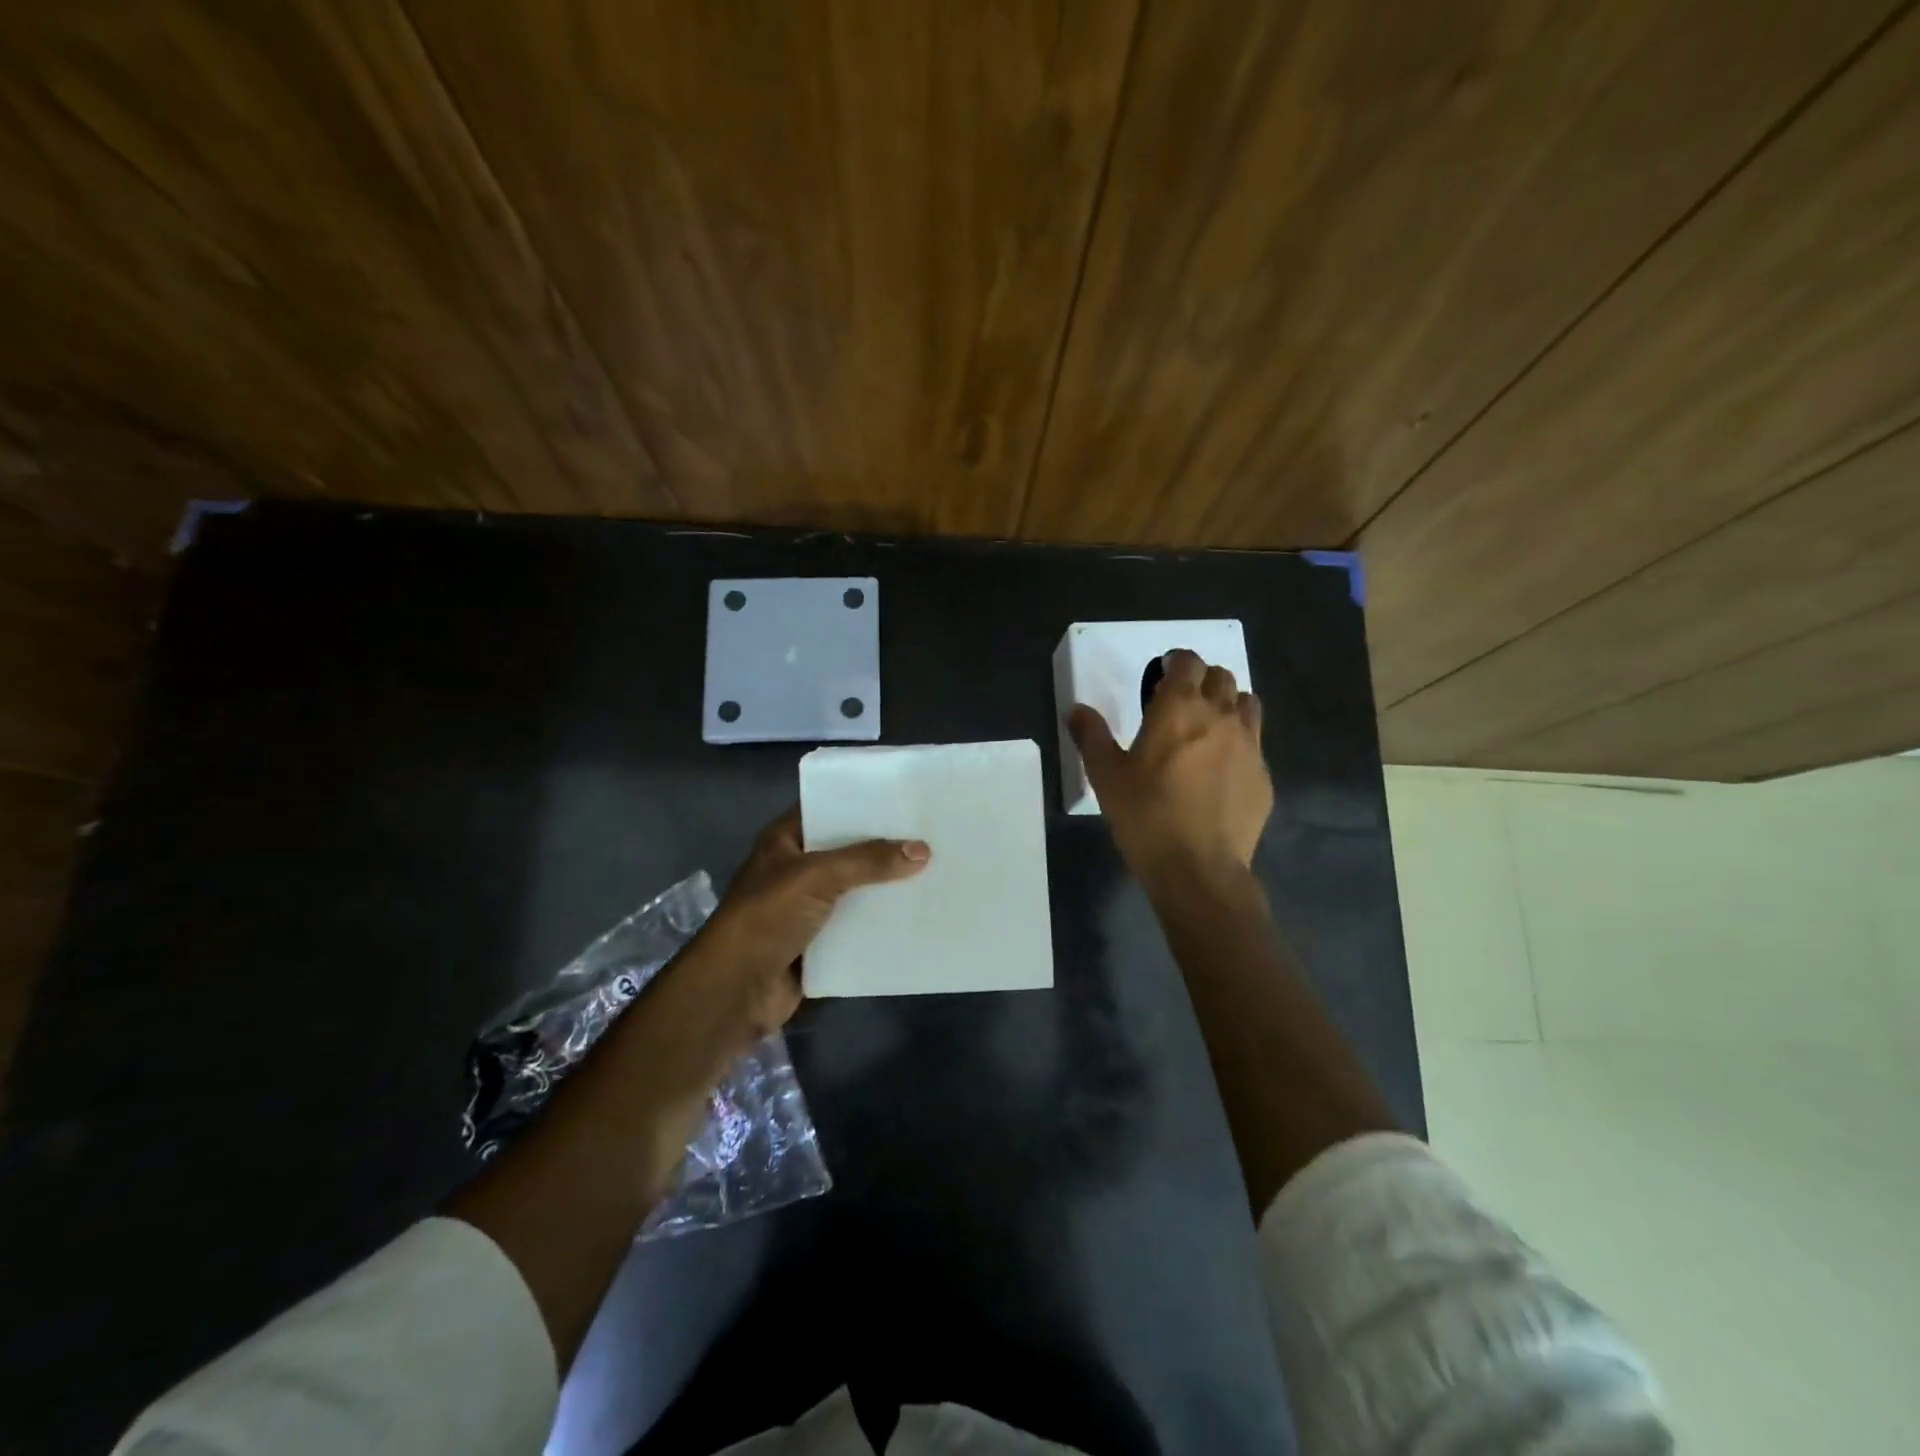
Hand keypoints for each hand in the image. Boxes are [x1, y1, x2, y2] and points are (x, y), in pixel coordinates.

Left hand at [690, 806, 930, 1038]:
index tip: (904, 797)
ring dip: (885, 887)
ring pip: (855, 890)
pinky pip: (856, 926)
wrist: (736, 989)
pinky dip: (880, 924)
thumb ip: (868, 860)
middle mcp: (796, 869)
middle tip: (931, 834)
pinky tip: (916, 915)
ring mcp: (807, 907)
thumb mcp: (817, 876)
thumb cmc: (768, 916)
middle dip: (883, 847)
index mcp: (785, 841)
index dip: (861, 803)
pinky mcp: (819, 943)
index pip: (827, 809)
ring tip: (934, 872)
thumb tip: (922, 850)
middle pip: (847, 851)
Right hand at [1070, 649, 1271, 893]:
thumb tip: (1076, 710)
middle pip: (1222, 677)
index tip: (1162, 677)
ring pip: (1247, 704)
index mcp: (1179, 708)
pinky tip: (1220, 773)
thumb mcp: (1106, 776)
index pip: (1189, 662)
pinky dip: (1239, 745)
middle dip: (1202, 681)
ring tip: (1207, 730)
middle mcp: (1220, 716)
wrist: (1197, 868)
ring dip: (1228, 706)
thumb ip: (1091, 736)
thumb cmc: (1145, 815)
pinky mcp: (1263, 776)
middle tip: (1181, 704)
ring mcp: (1249, 746)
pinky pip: (1255, 745)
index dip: (1177, 663)